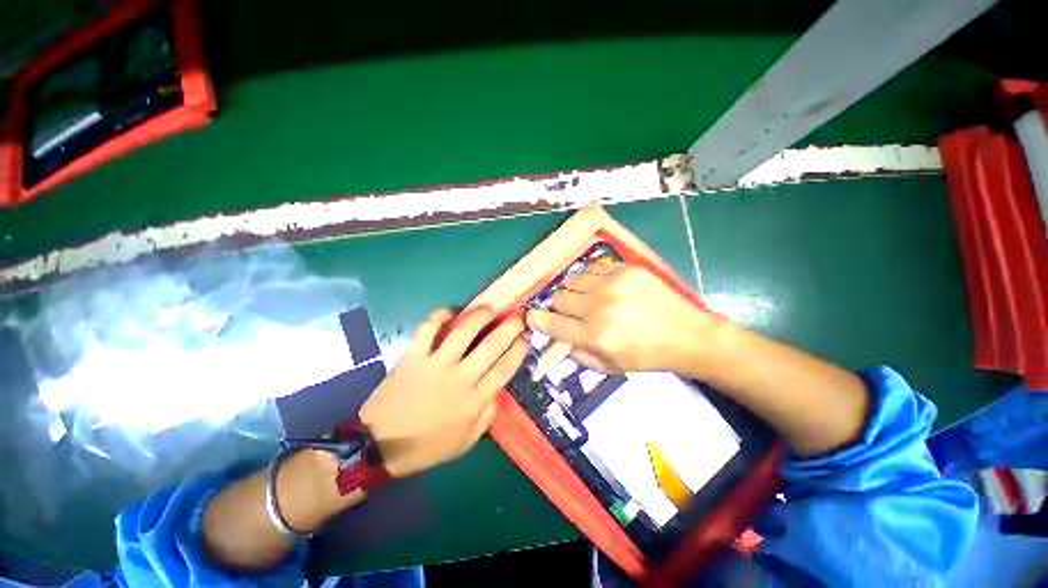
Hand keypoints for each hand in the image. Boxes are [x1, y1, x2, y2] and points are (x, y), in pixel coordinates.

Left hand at [359, 307, 527, 478]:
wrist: (379, 447)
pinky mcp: (413, 357)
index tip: (526, 336)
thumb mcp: (465, 442)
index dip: (518, 349)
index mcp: (474, 400)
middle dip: (509, 327)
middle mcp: (460, 378)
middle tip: (518, 315)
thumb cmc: (426, 447)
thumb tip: (497, 391)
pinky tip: (449, 312)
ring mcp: (435, 365)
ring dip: (479, 317)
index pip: (504, 368)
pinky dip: (438, 317)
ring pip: (463, 332)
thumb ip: (486, 416)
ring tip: (489, 309)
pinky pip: (427, 330)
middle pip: (491, 346)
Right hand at [526, 263, 714, 372]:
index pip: (551, 323)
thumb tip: (559, 340)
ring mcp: (612, 285)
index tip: (530, 316)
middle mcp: (598, 308)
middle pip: (558, 298)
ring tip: (585, 297)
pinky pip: (592, 268)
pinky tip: (600, 287)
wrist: (686, 335)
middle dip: (559, 306)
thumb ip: (578, 355)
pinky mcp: (626, 270)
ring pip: (572, 280)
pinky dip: (590, 278)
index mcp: (594, 336)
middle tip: (570, 311)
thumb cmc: (647, 356)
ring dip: (573, 290)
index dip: (536, 319)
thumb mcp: (610, 367)